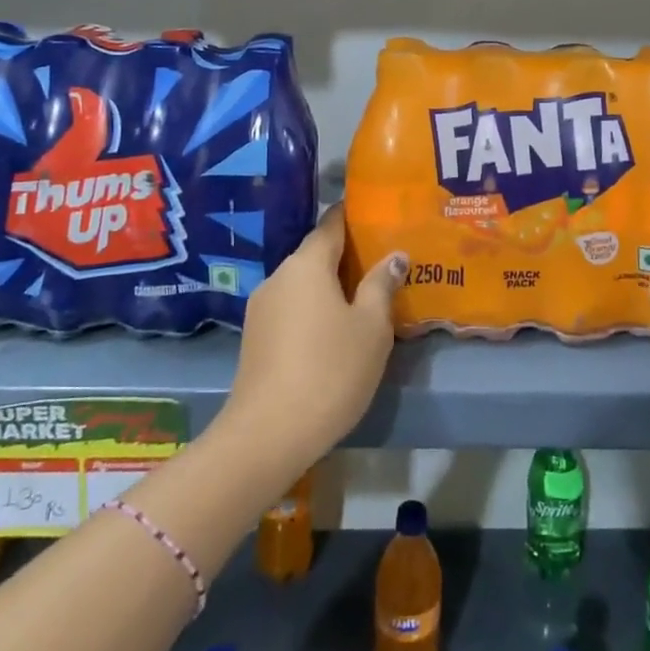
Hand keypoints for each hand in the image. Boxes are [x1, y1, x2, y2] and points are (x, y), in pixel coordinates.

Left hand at [218, 207, 407, 480]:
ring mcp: (261, 308)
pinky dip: (314, 309)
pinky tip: (334, 329)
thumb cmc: (330, 371)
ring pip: (303, 284)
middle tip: (383, 263)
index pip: (330, 224)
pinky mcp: (255, 338)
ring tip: (364, 297)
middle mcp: (278, 277)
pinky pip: (292, 308)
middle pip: (315, 254)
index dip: (353, 216)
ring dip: (330, 286)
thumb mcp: (371, 327)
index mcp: (306, 265)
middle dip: (347, 255)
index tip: (378, 215)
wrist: (268, 435)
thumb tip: (394, 255)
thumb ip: (382, 285)